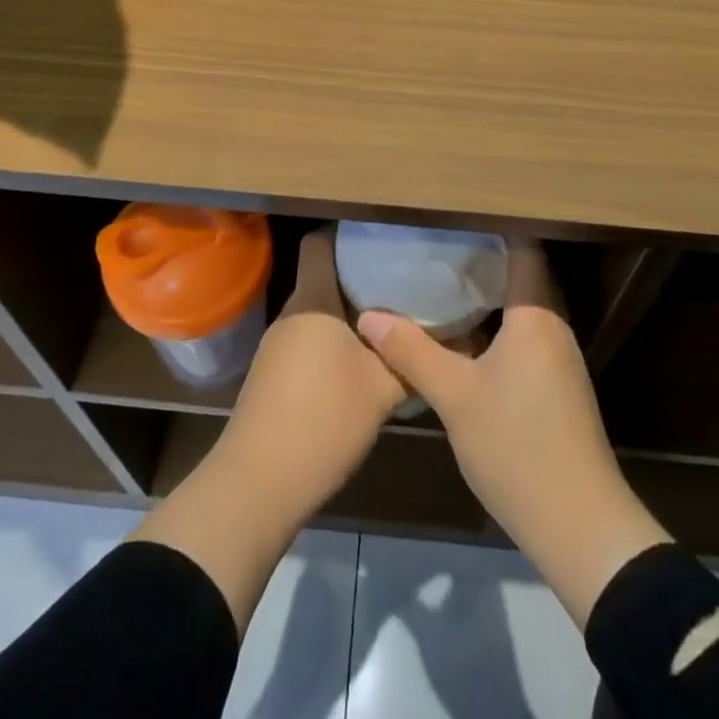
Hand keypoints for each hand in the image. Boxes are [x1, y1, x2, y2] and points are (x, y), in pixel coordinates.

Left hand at [218, 224, 407, 514]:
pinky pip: (310, 339)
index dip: (351, 234)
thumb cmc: (324, 420)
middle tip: (406, 280)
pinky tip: (365, 360)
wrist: (259, 484)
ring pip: (320, 311)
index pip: (321, 242)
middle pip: (324, 276)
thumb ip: (415, 359)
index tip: (389, 240)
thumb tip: (460, 338)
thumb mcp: (383, 389)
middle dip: (362, 276)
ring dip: (351, 313)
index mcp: (313, 300)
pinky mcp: (274, 374)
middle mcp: (291, 313)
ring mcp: (278, 345)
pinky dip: (336, 340)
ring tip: (394, 318)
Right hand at [357, 240, 668, 627]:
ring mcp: (559, 359)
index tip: (451, 219)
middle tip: (436, 248)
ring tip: (441, 283)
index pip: (523, 249)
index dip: (490, 228)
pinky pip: (525, 336)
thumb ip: (412, 351)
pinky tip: (463, 336)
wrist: (579, 525)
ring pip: (523, 308)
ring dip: (489, 295)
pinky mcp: (557, 386)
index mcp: (535, 316)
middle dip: (482, 260)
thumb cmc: (517, 447)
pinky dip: (497, 326)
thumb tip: (369, 316)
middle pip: (522, 276)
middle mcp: (554, 327)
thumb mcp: (455, 397)